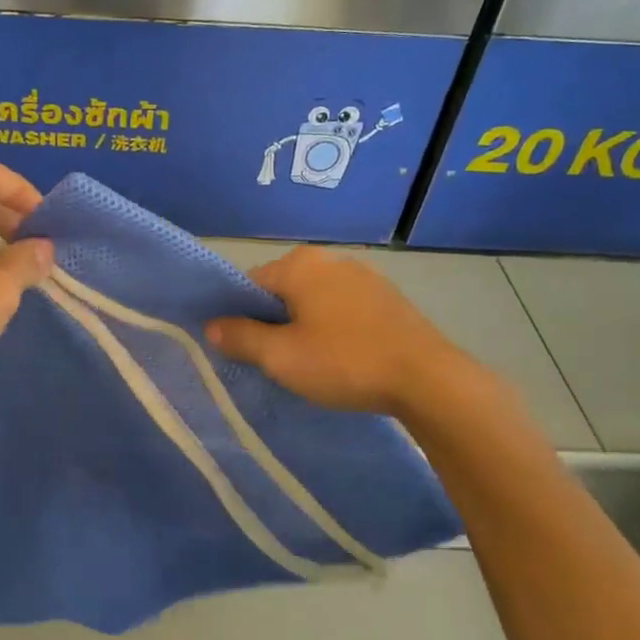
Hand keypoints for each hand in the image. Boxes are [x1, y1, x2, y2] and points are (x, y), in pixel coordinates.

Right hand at [205, 247, 487, 420]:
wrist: (428, 380)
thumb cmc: (344, 362)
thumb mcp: (281, 356)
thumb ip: (240, 337)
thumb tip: (211, 326)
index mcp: (299, 265)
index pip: (249, 284)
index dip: (239, 316)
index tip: (242, 348)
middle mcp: (330, 259)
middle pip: (282, 290)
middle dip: (272, 321)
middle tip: (274, 360)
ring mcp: (364, 277)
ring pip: (314, 300)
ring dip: (304, 326)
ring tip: (308, 363)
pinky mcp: (388, 299)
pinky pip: (343, 309)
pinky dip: (333, 328)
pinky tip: (342, 358)